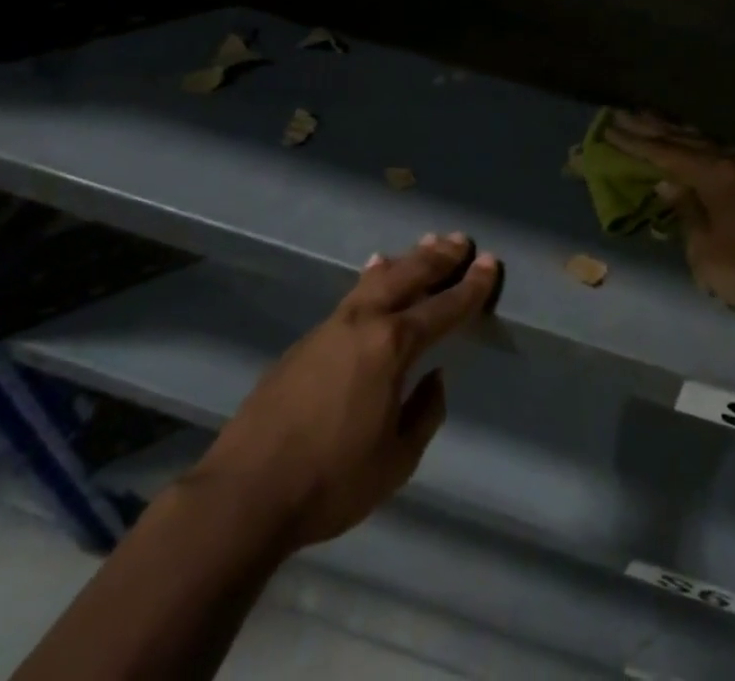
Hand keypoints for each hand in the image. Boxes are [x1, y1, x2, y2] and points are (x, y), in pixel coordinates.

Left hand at [189, 233, 500, 550]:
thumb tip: (434, 378)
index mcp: (392, 346)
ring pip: (377, 278)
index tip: (490, 262)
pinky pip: (352, 295)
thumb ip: (424, 413)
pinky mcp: (307, 340)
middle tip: (460, 241)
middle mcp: (364, 322)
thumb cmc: (331, 481)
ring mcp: (331, 326)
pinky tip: (374, 271)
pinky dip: (373, 277)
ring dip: (406, 259)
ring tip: (426, 243)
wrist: (245, 492)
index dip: (471, 286)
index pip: (443, 308)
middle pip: (409, 276)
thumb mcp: (396, 460)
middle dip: (438, 258)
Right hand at [603, 112, 734, 323]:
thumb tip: (668, 184)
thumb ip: (685, 210)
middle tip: (626, 115)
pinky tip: (702, 150)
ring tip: (659, 124)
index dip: (635, 142)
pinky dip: (705, 150)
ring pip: (710, 144)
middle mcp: (734, 162)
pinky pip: (727, 157)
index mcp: (713, 173)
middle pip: (686, 140)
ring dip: (681, 135)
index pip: (665, 153)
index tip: (609, 128)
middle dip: (654, 128)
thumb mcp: (704, 248)